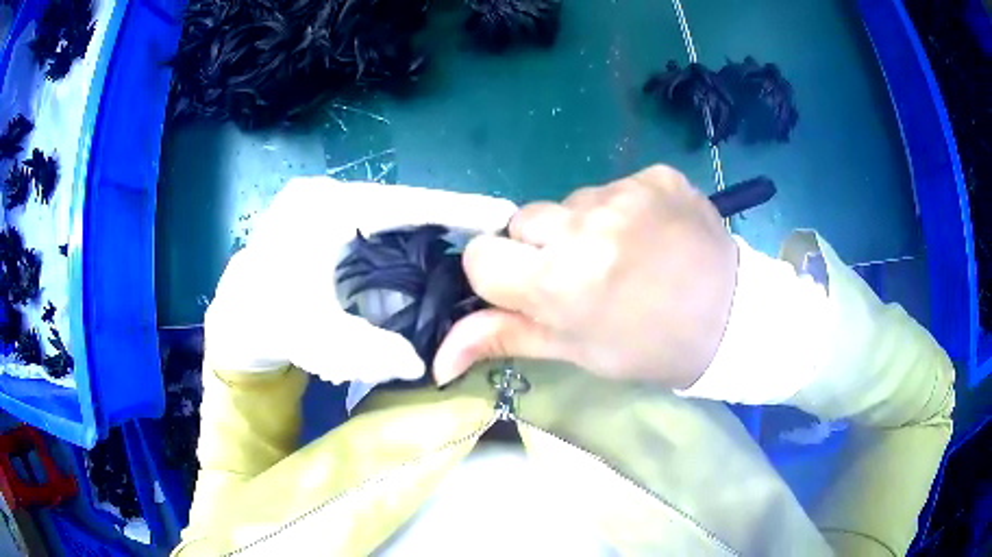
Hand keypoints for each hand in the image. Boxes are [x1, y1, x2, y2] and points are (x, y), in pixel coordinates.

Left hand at [205, 177, 516, 383]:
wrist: (234, 322)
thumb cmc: (265, 323)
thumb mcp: (316, 340)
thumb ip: (371, 351)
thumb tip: (419, 363)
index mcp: (323, 209)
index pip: (404, 203)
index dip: (457, 208)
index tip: (503, 214)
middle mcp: (326, 197)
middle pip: (401, 211)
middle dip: (440, 233)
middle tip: (482, 256)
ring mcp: (324, 208)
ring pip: (389, 225)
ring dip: (416, 251)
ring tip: (450, 276)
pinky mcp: (323, 225)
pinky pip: (374, 237)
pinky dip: (395, 260)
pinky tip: (407, 284)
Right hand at [433, 165, 738, 388]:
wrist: (732, 318)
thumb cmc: (649, 347)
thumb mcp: (576, 352)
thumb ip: (504, 339)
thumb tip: (437, 360)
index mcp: (561, 282)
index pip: (481, 256)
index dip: (501, 275)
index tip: (533, 289)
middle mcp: (586, 227)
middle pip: (522, 220)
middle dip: (541, 248)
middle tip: (585, 275)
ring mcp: (626, 193)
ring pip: (567, 202)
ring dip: (583, 227)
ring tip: (624, 255)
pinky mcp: (656, 175)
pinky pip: (612, 186)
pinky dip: (620, 209)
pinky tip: (650, 234)